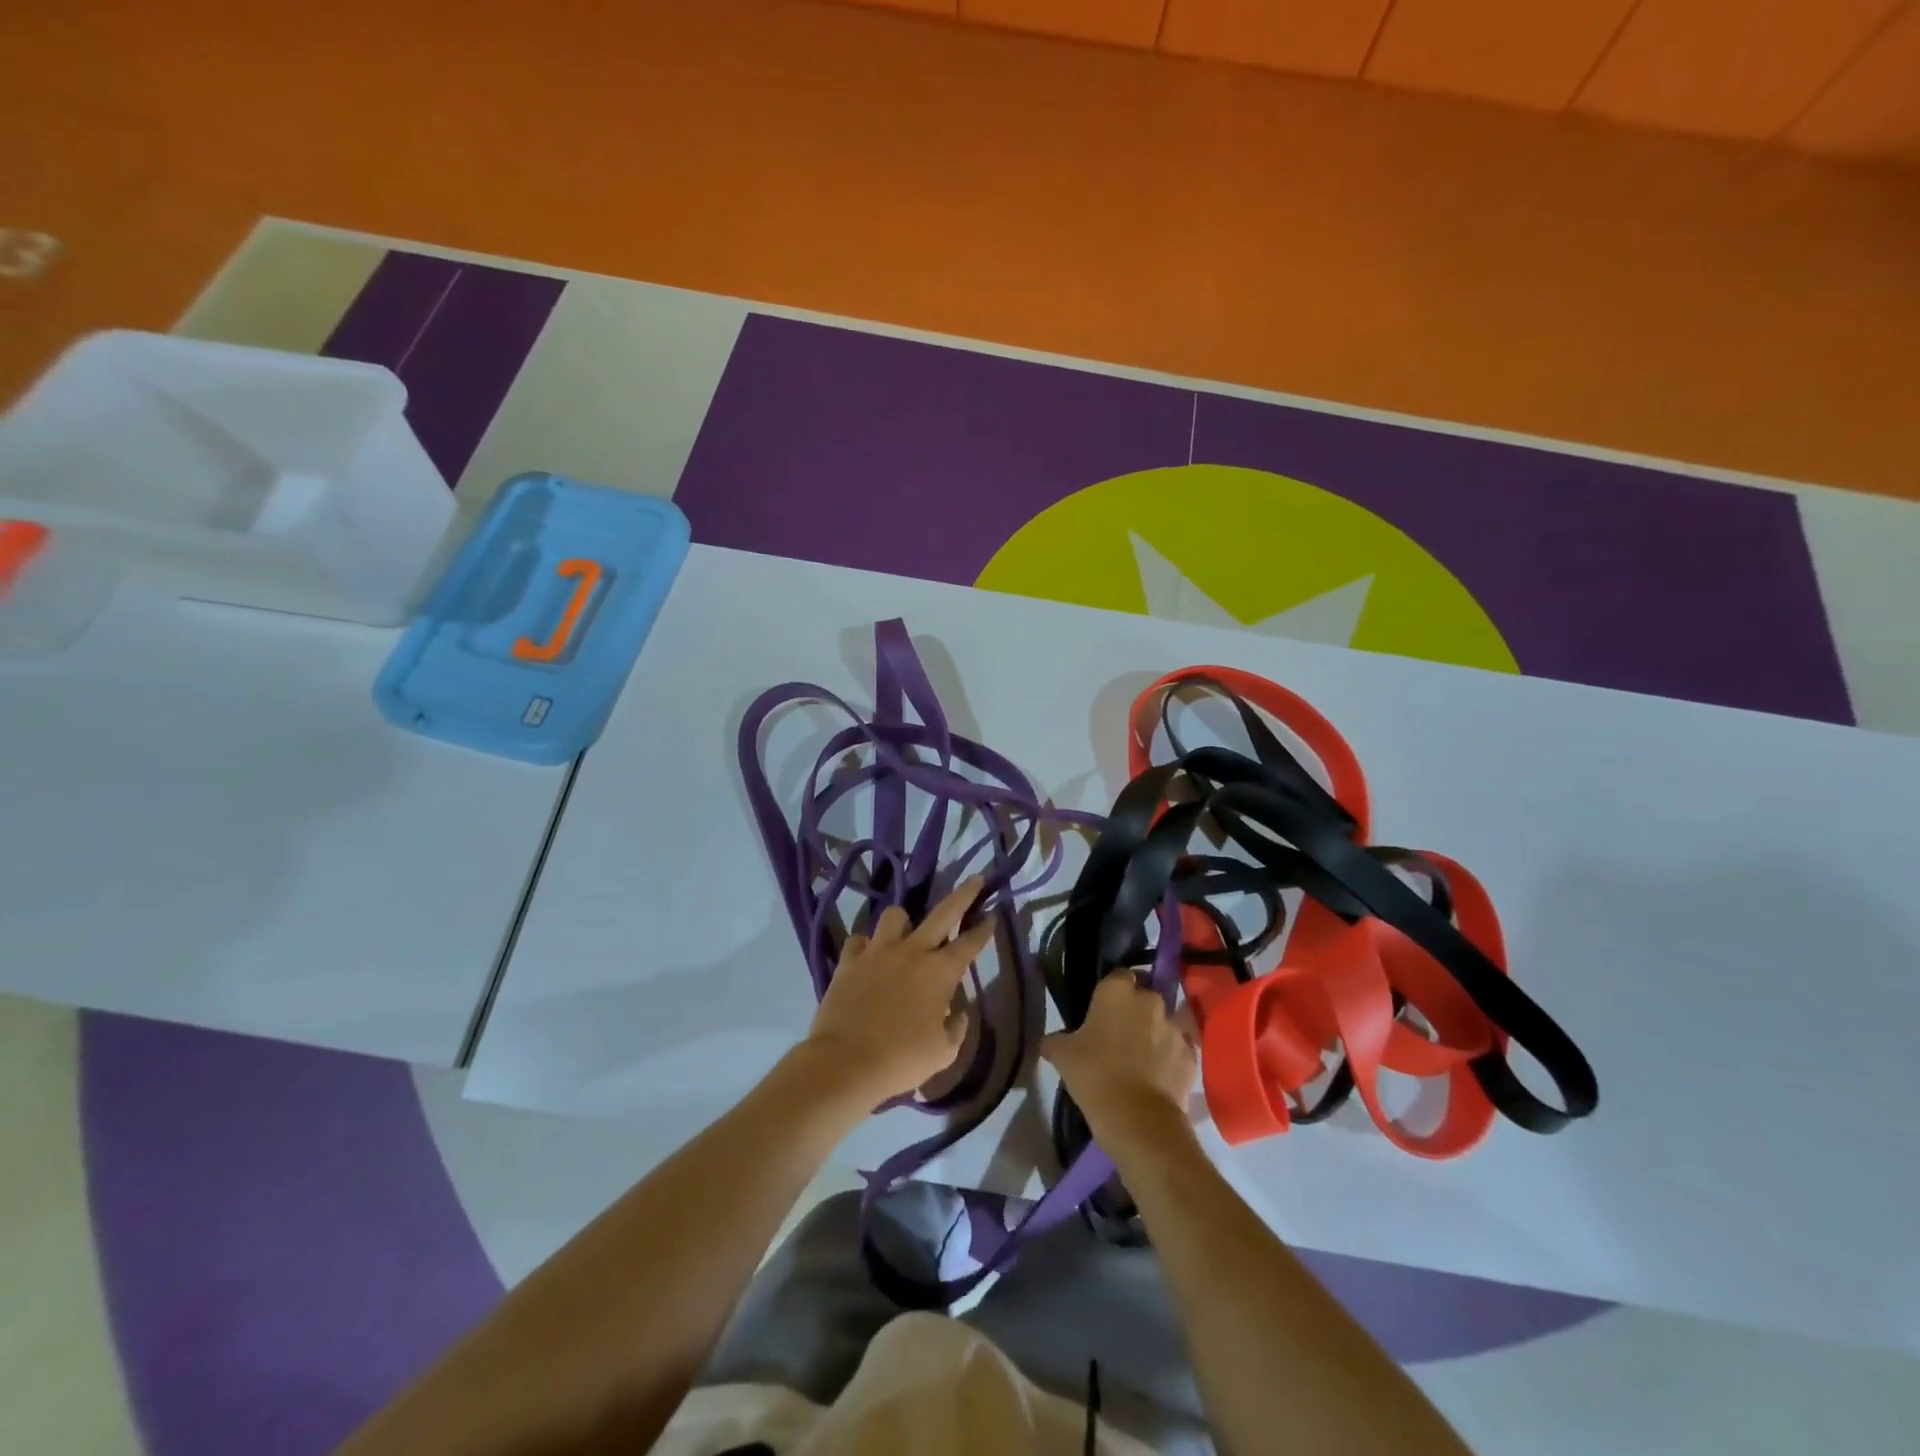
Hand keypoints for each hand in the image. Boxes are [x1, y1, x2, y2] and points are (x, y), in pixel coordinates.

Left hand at [802, 876, 994, 1106]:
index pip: (970, 942)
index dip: (984, 927)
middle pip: (943, 912)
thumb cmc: (901, 1059)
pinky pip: (859, 940)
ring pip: (895, 915)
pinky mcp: (849, 960)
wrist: (846, 1061)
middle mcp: (913, 951)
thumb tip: (957, 1013)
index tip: (993, 914)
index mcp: (940, 972)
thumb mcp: (943, 1053)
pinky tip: (868, 958)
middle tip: (975, 879)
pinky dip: (866, 946)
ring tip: (904, 934)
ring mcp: (878, 951)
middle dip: (963, 894)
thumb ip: (956, 1028)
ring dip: (903, 922)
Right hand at [1042, 970, 1197, 1151]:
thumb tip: (1048, 1041)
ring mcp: (1174, 1027)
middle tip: (1119, 1036)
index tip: (1102, 1011)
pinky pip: (1178, 1050)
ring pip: (1163, 1023)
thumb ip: (1055, 1040)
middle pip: (1144, 997)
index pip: (1118, 976)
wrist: (1138, 1119)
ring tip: (1140, 1060)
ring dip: (1154, 1035)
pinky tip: (1157, 1078)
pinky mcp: (1191, 1055)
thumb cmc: (1094, 1075)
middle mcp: (1150, 1000)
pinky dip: (1170, 1059)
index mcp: (1117, 991)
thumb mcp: (1062, 1056)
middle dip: (1135, 1011)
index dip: (1111, 992)